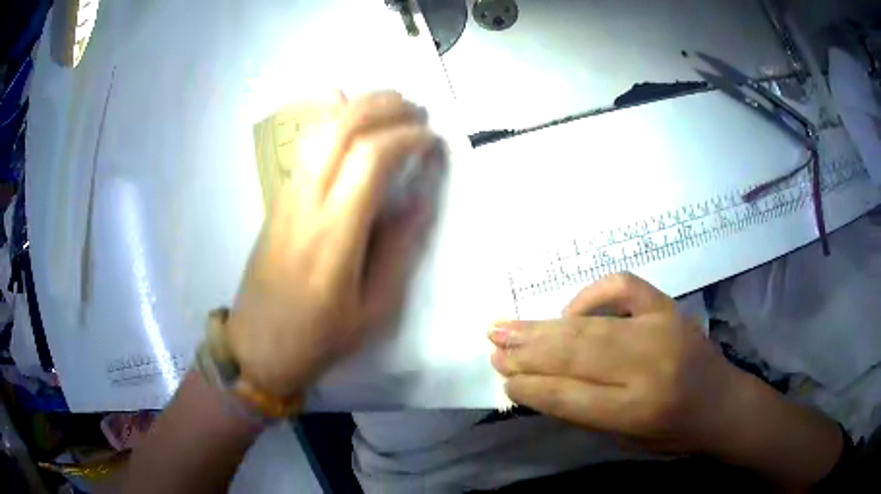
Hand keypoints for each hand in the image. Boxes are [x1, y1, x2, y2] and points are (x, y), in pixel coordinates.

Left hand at [227, 91, 441, 398]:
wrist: (258, 346)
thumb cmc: (319, 336)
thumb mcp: (373, 310)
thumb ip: (398, 250)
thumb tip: (421, 201)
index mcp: (333, 233)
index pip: (370, 157)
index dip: (406, 137)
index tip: (432, 140)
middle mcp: (305, 202)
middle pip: (341, 128)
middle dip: (383, 106)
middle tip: (416, 109)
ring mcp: (285, 196)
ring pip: (317, 129)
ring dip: (356, 106)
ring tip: (390, 104)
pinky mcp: (276, 199)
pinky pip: (303, 145)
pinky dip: (327, 117)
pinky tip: (344, 109)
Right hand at [489, 273, 739, 454]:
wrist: (723, 403)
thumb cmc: (673, 433)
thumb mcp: (625, 439)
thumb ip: (584, 411)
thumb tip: (537, 383)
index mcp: (638, 411)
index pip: (569, 396)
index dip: (531, 387)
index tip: (504, 380)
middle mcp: (650, 368)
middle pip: (576, 355)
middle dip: (528, 352)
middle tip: (494, 345)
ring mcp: (662, 329)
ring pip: (591, 325)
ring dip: (544, 327)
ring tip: (507, 327)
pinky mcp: (669, 306)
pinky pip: (623, 286)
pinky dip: (592, 293)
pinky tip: (571, 309)